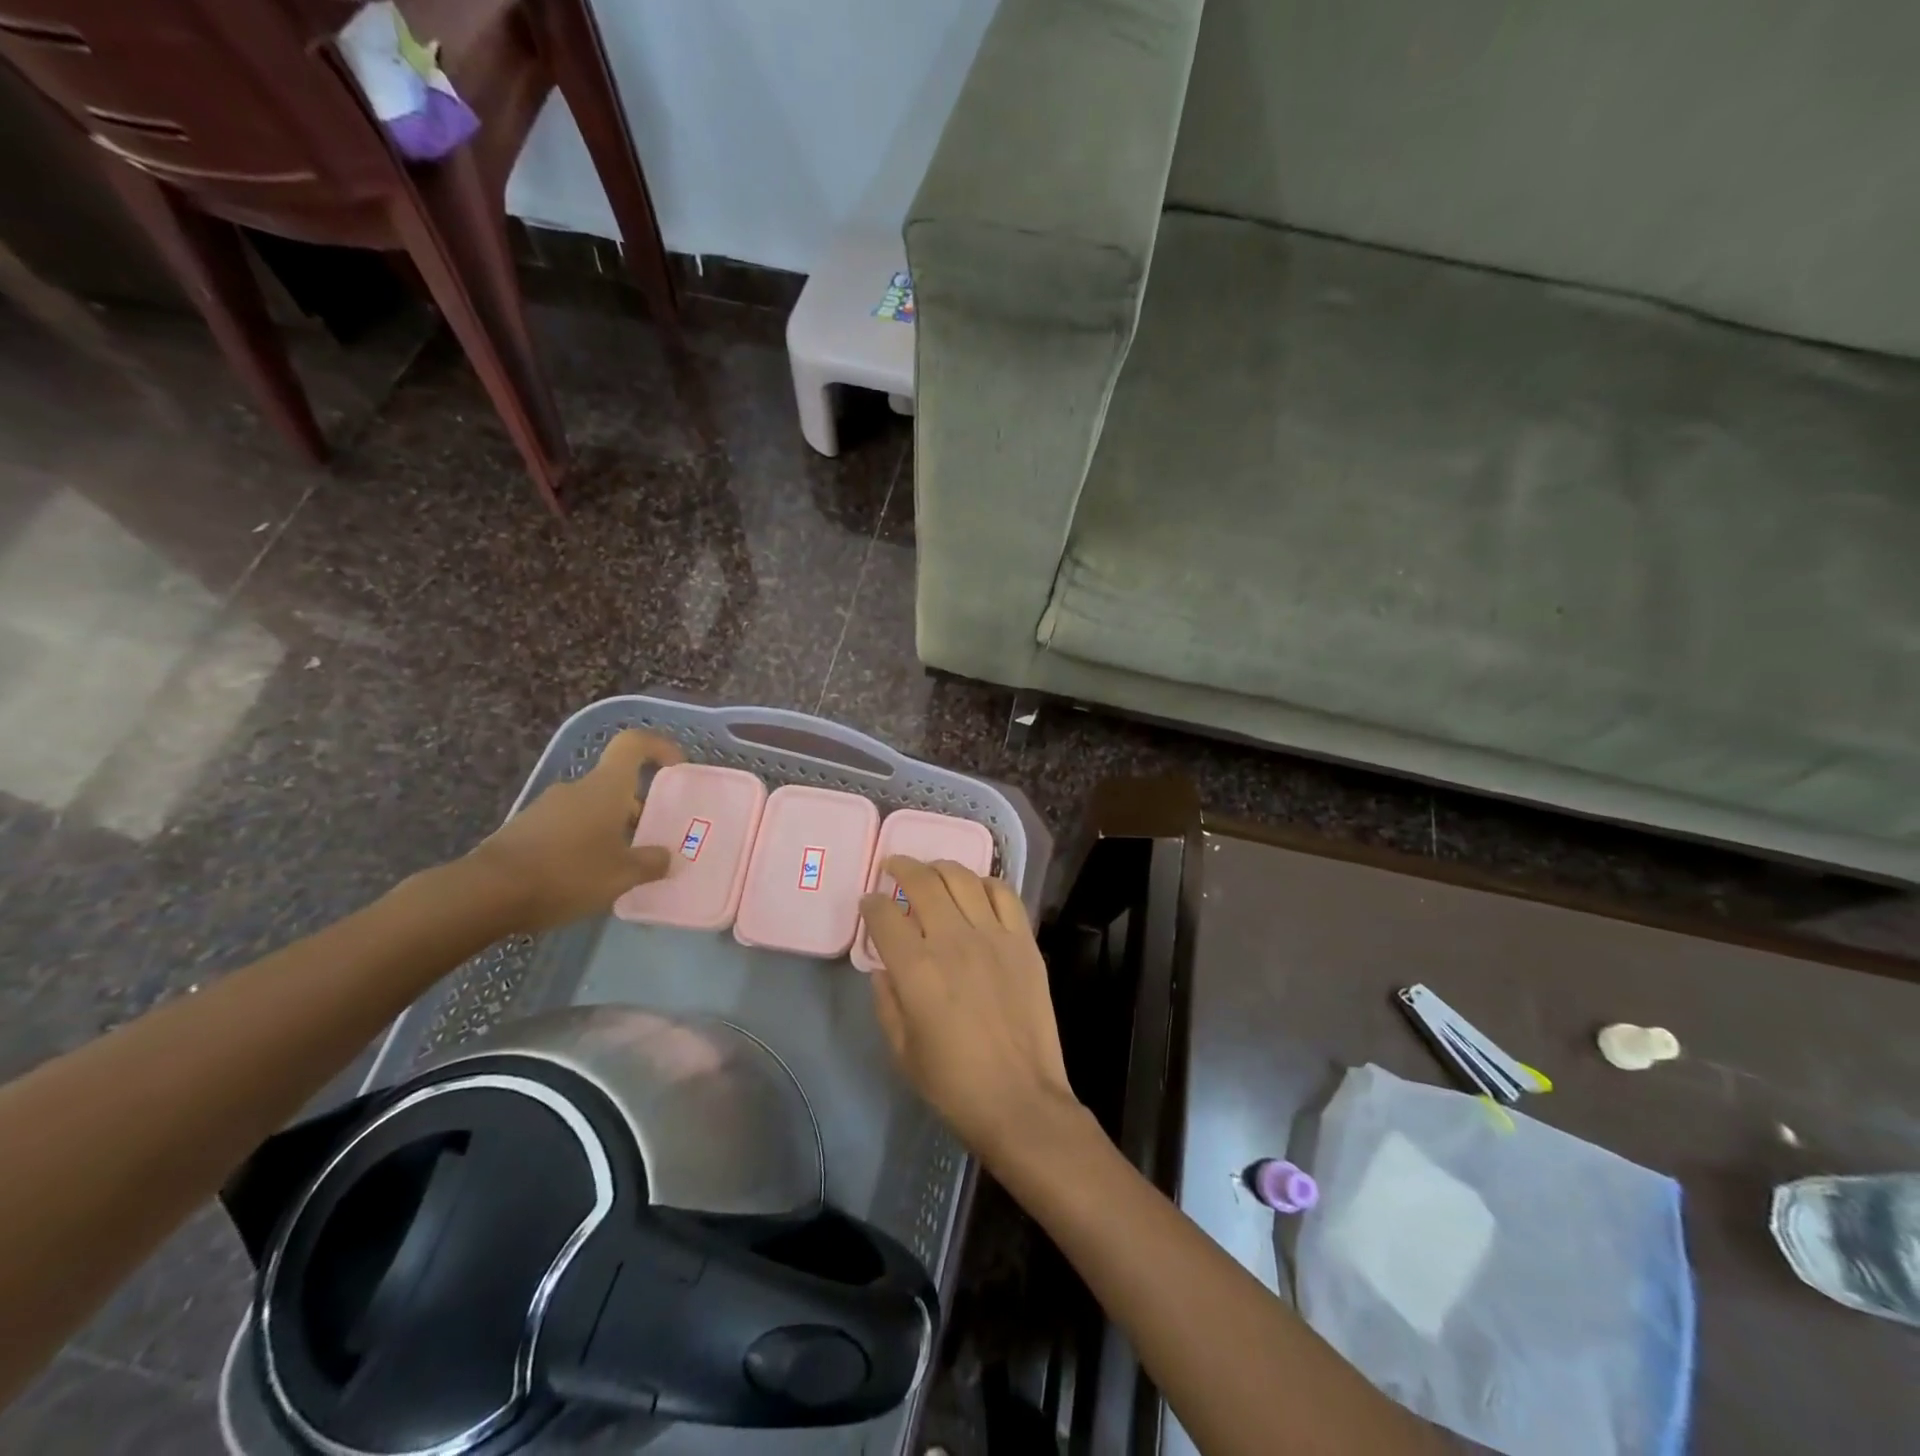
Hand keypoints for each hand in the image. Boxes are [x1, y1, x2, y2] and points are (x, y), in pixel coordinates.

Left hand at [466, 729, 684, 931]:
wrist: (486, 892)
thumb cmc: (567, 873)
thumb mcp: (621, 875)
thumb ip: (650, 864)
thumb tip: (667, 857)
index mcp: (606, 787)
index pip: (633, 744)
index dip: (659, 747)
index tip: (676, 768)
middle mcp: (577, 789)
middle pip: (616, 785)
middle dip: (638, 809)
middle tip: (652, 842)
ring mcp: (547, 807)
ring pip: (592, 809)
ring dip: (611, 830)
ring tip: (620, 868)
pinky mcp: (525, 829)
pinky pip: (568, 828)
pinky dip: (584, 844)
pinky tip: (585, 878)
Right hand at [860, 859, 1080, 1162]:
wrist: (1020, 1100)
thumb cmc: (954, 1084)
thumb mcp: (901, 1050)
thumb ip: (886, 1001)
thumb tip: (884, 967)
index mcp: (916, 970)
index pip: (884, 916)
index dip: (871, 904)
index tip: (869, 903)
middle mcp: (953, 941)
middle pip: (922, 882)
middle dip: (901, 867)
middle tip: (892, 867)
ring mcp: (993, 936)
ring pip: (962, 878)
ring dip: (940, 867)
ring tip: (931, 870)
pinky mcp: (1023, 941)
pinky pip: (1005, 894)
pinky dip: (986, 883)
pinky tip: (976, 889)